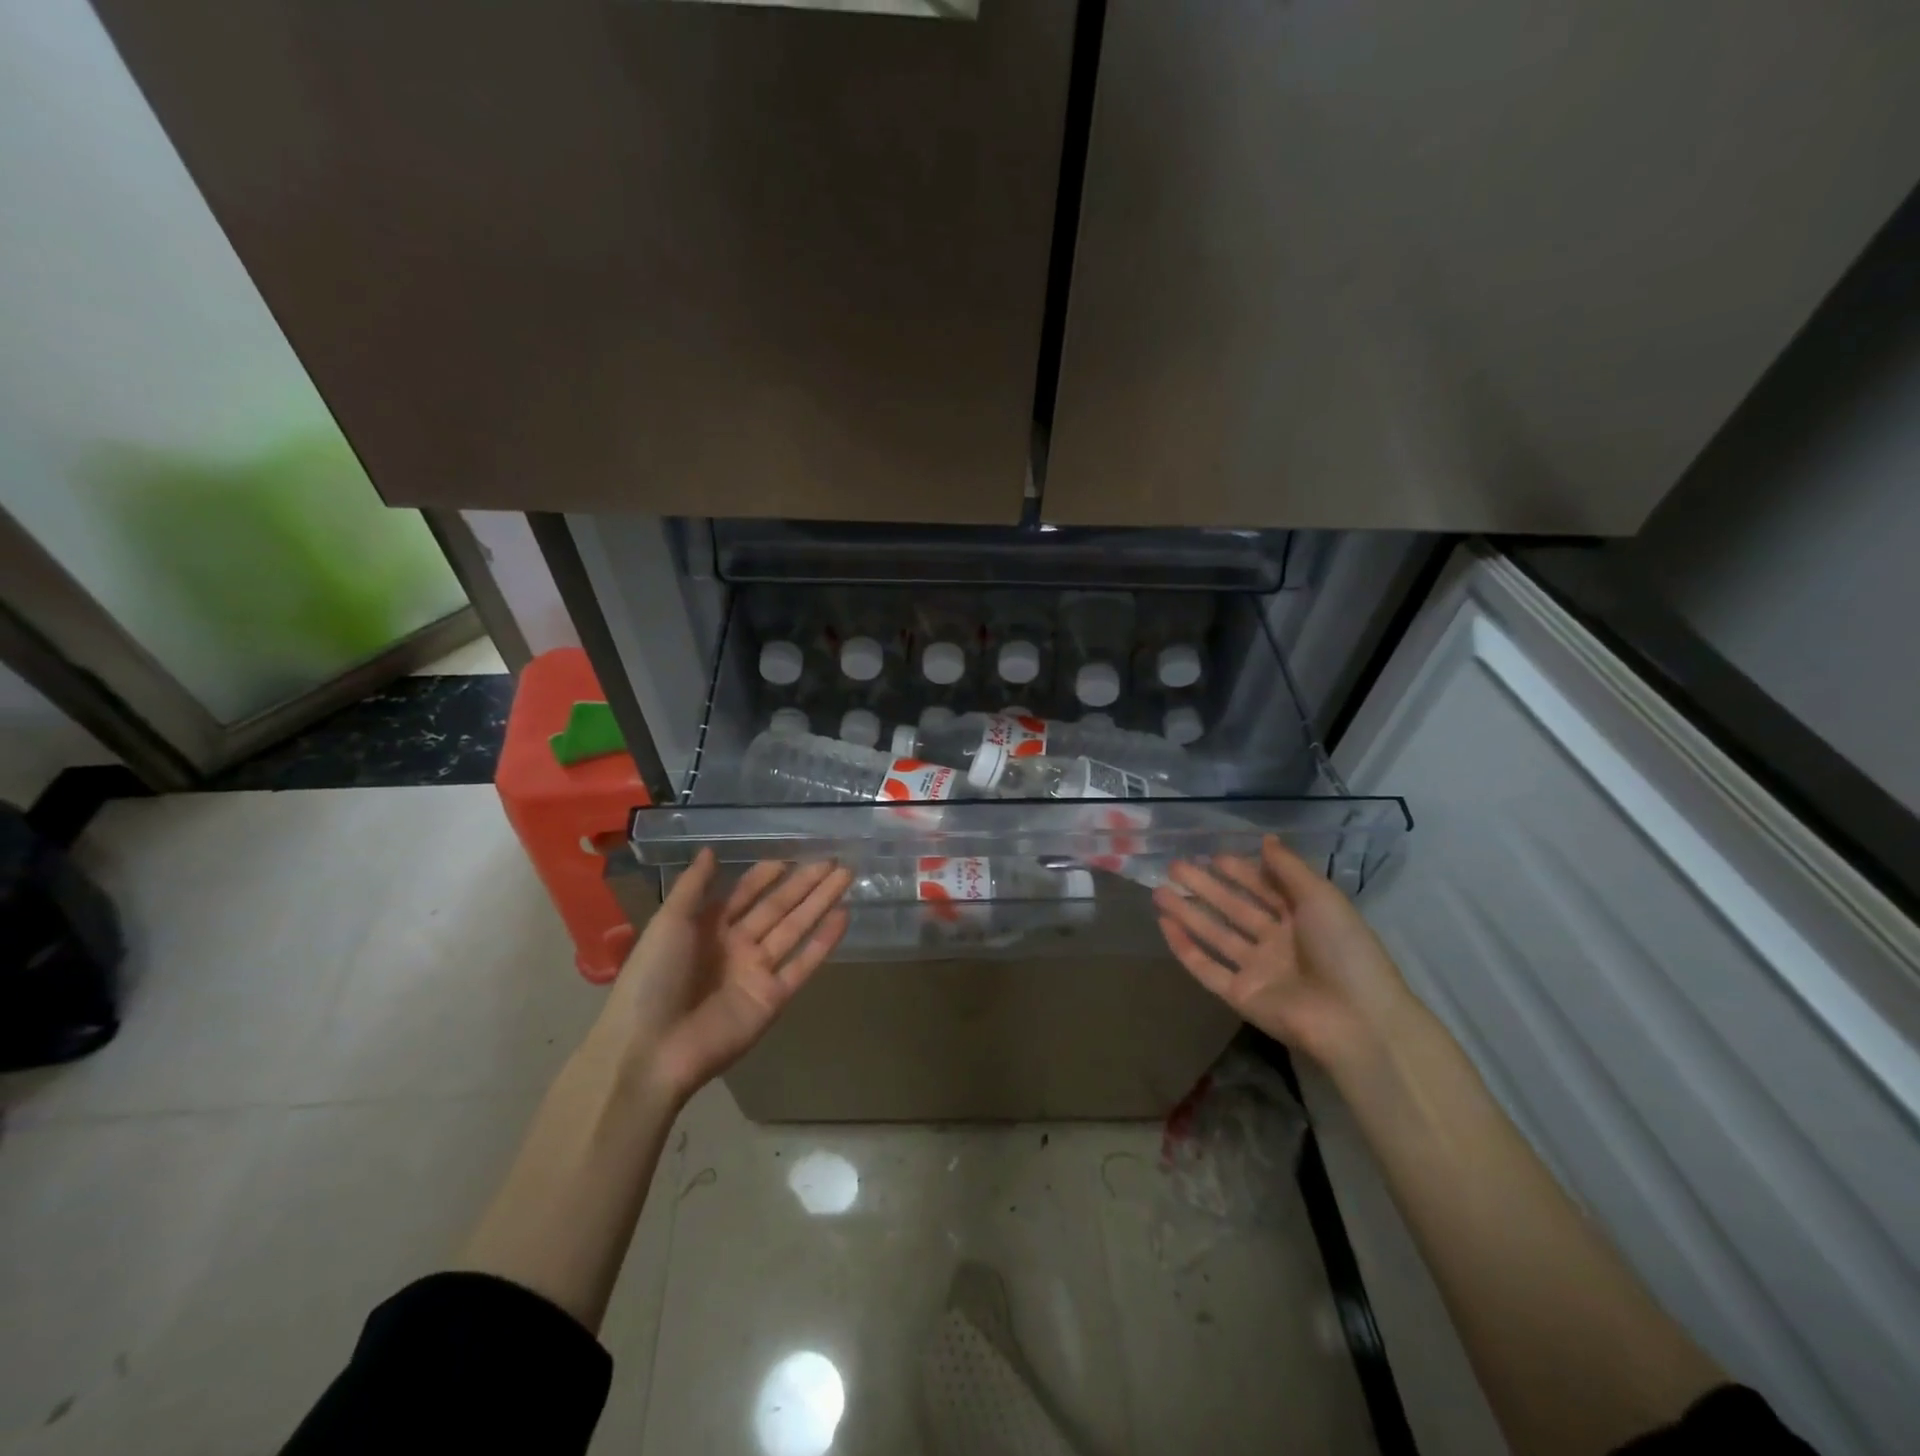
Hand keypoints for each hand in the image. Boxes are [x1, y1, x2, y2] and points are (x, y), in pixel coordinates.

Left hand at [589, 849, 850, 1106]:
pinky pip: (803, 964)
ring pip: (796, 928)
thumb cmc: (653, 979)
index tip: (790, 857)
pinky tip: (843, 916)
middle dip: (804, 883)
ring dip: (820, 902)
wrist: (650, 1049)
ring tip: (846, 876)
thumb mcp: (667, 923)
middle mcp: (736, 946)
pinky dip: (824, 942)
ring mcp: (757, 972)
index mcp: (707, 928)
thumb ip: (692, 886)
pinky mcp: (773, 998)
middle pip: (777, 907)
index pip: (744, 894)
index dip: (766, 876)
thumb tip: (709, 850)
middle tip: (833, 861)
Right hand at [1153, 835, 1412, 1072]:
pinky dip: (1184, 947)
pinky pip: (1206, 968)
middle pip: (1234, 909)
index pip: (1265, 889)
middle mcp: (1278, 943)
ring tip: (1158, 891)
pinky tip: (1163, 924)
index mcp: (1304, 919)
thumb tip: (1265, 839)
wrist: (1356, 1020)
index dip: (1241, 872)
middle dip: (1205, 887)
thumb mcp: (1322, 898)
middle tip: (1174, 866)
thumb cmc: (1344, 950)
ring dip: (1187, 912)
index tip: (1212, 855)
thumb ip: (1289, 868)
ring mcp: (1258, 971)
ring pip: (1215, 935)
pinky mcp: (1240, 996)